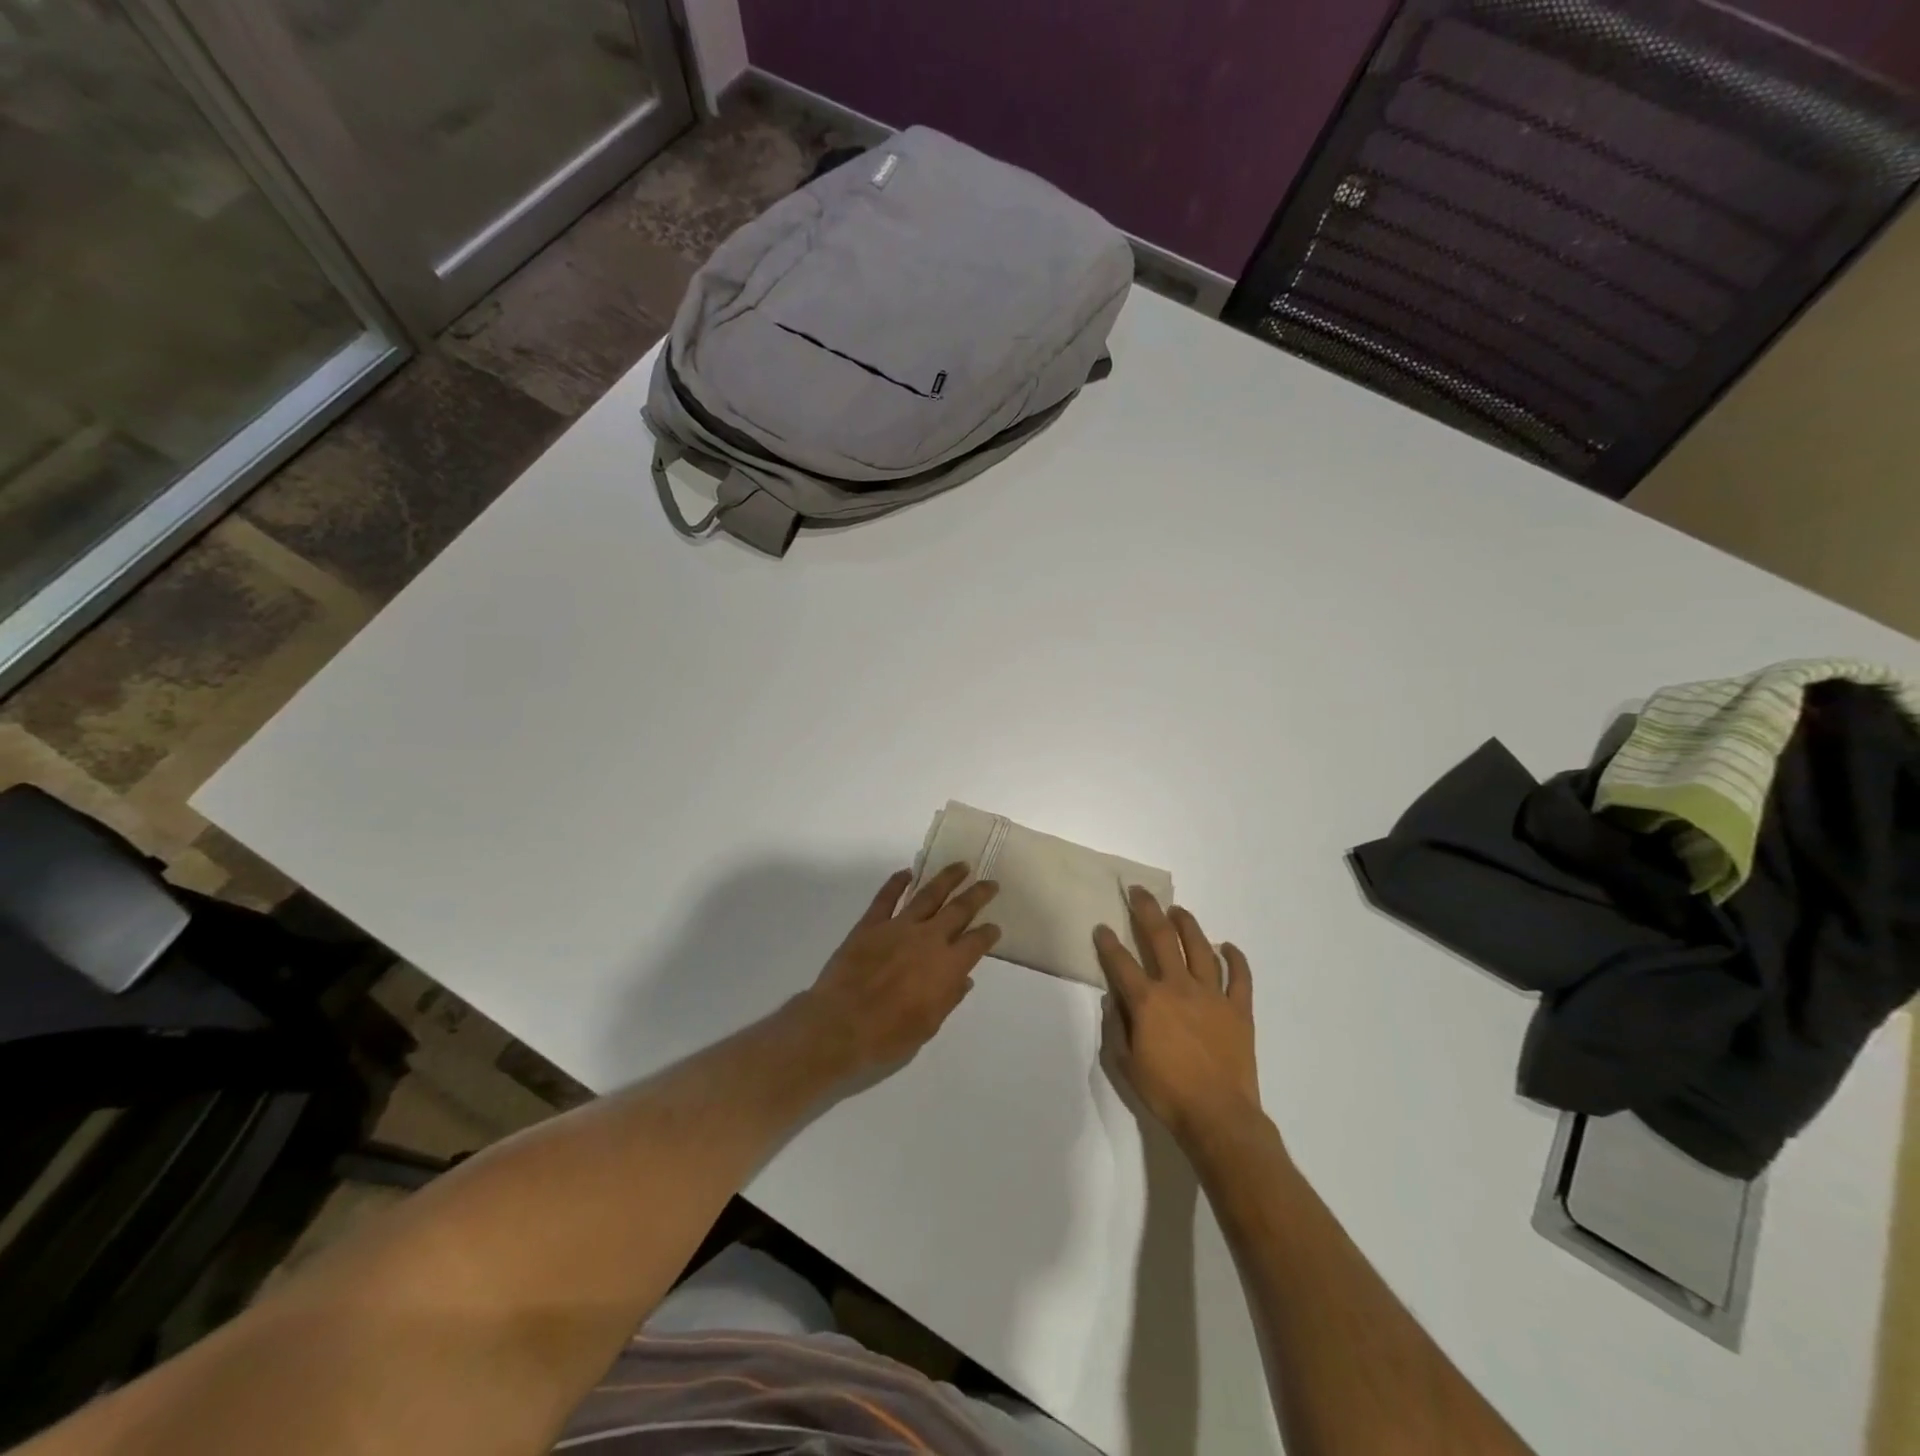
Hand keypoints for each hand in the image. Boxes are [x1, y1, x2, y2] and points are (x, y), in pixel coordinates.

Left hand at [795, 864, 1000, 1078]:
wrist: (840, 1026)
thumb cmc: (888, 1035)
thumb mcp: (929, 1026)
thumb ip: (948, 998)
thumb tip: (964, 979)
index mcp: (948, 966)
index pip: (977, 942)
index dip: (988, 933)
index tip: (994, 927)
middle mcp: (929, 938)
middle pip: (960, 909)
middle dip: (978, 894)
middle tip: (990, 883)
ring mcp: (898, 927)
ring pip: (928, 894)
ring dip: (947, 878)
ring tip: (960, 866)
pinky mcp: (871, 924)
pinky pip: (886, 897)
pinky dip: (897, 882)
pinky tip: (907, 872)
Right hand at [1095, 886, 1260, 1144]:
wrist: (1218, 1117)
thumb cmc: (1167, 1093)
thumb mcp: (1126, 1064)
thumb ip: (1116, 1027)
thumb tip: (1112, 1000)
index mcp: (1147, 1001)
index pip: (1121, 962)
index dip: (1107, 942)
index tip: (1102, 927)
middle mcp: (1178, 988)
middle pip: (1160, 938)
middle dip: (1146, 910)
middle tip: (1138, 892)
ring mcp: (1212, 995)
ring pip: (1199, 948)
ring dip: (1187, 924)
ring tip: (1177, 911)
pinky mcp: (1239, 1009)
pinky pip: (1239, 976)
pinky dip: (1234, 958)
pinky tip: (1226, 946)